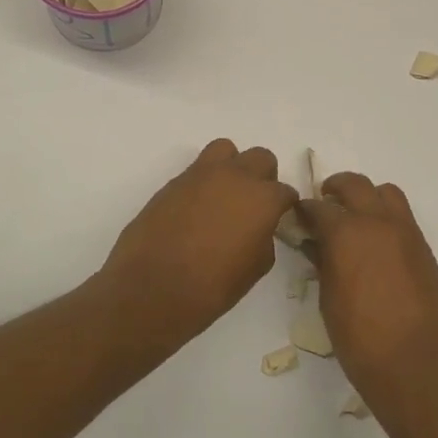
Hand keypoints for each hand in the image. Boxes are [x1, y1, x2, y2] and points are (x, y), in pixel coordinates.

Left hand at [99, 139, 298, 344]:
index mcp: (262, 198)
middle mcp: (235, 176)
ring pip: (225, 150)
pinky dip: (203, 183)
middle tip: (254, 204)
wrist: (153, 288)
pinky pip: (196, 171)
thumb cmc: (213, 286)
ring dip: (231, 167)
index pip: (285, 191)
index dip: (283, 206)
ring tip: (224, 195)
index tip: (278, 220)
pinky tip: (196, 210)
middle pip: (260, 158)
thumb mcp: (255, 268)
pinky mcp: (173, 182)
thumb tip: (258, 229)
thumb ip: (264, 238)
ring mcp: (201, 175)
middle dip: (262, 177)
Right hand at [301, 172, 437, 408]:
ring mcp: (405, 232)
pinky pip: (402, 216)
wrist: (415, 362)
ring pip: (386, 193)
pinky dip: (386, 216)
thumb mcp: (329, 299)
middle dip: (336, 188)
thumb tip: (317, 245)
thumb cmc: (360, 338)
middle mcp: (378, 222)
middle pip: (355, 185)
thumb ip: (323, 263)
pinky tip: (376, 241)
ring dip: (367, 196)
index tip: (298, 216)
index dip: (305, 210)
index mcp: (347, 233)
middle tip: (324, 202)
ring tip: (355, 215)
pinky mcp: (423, 247)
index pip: (319, 208)